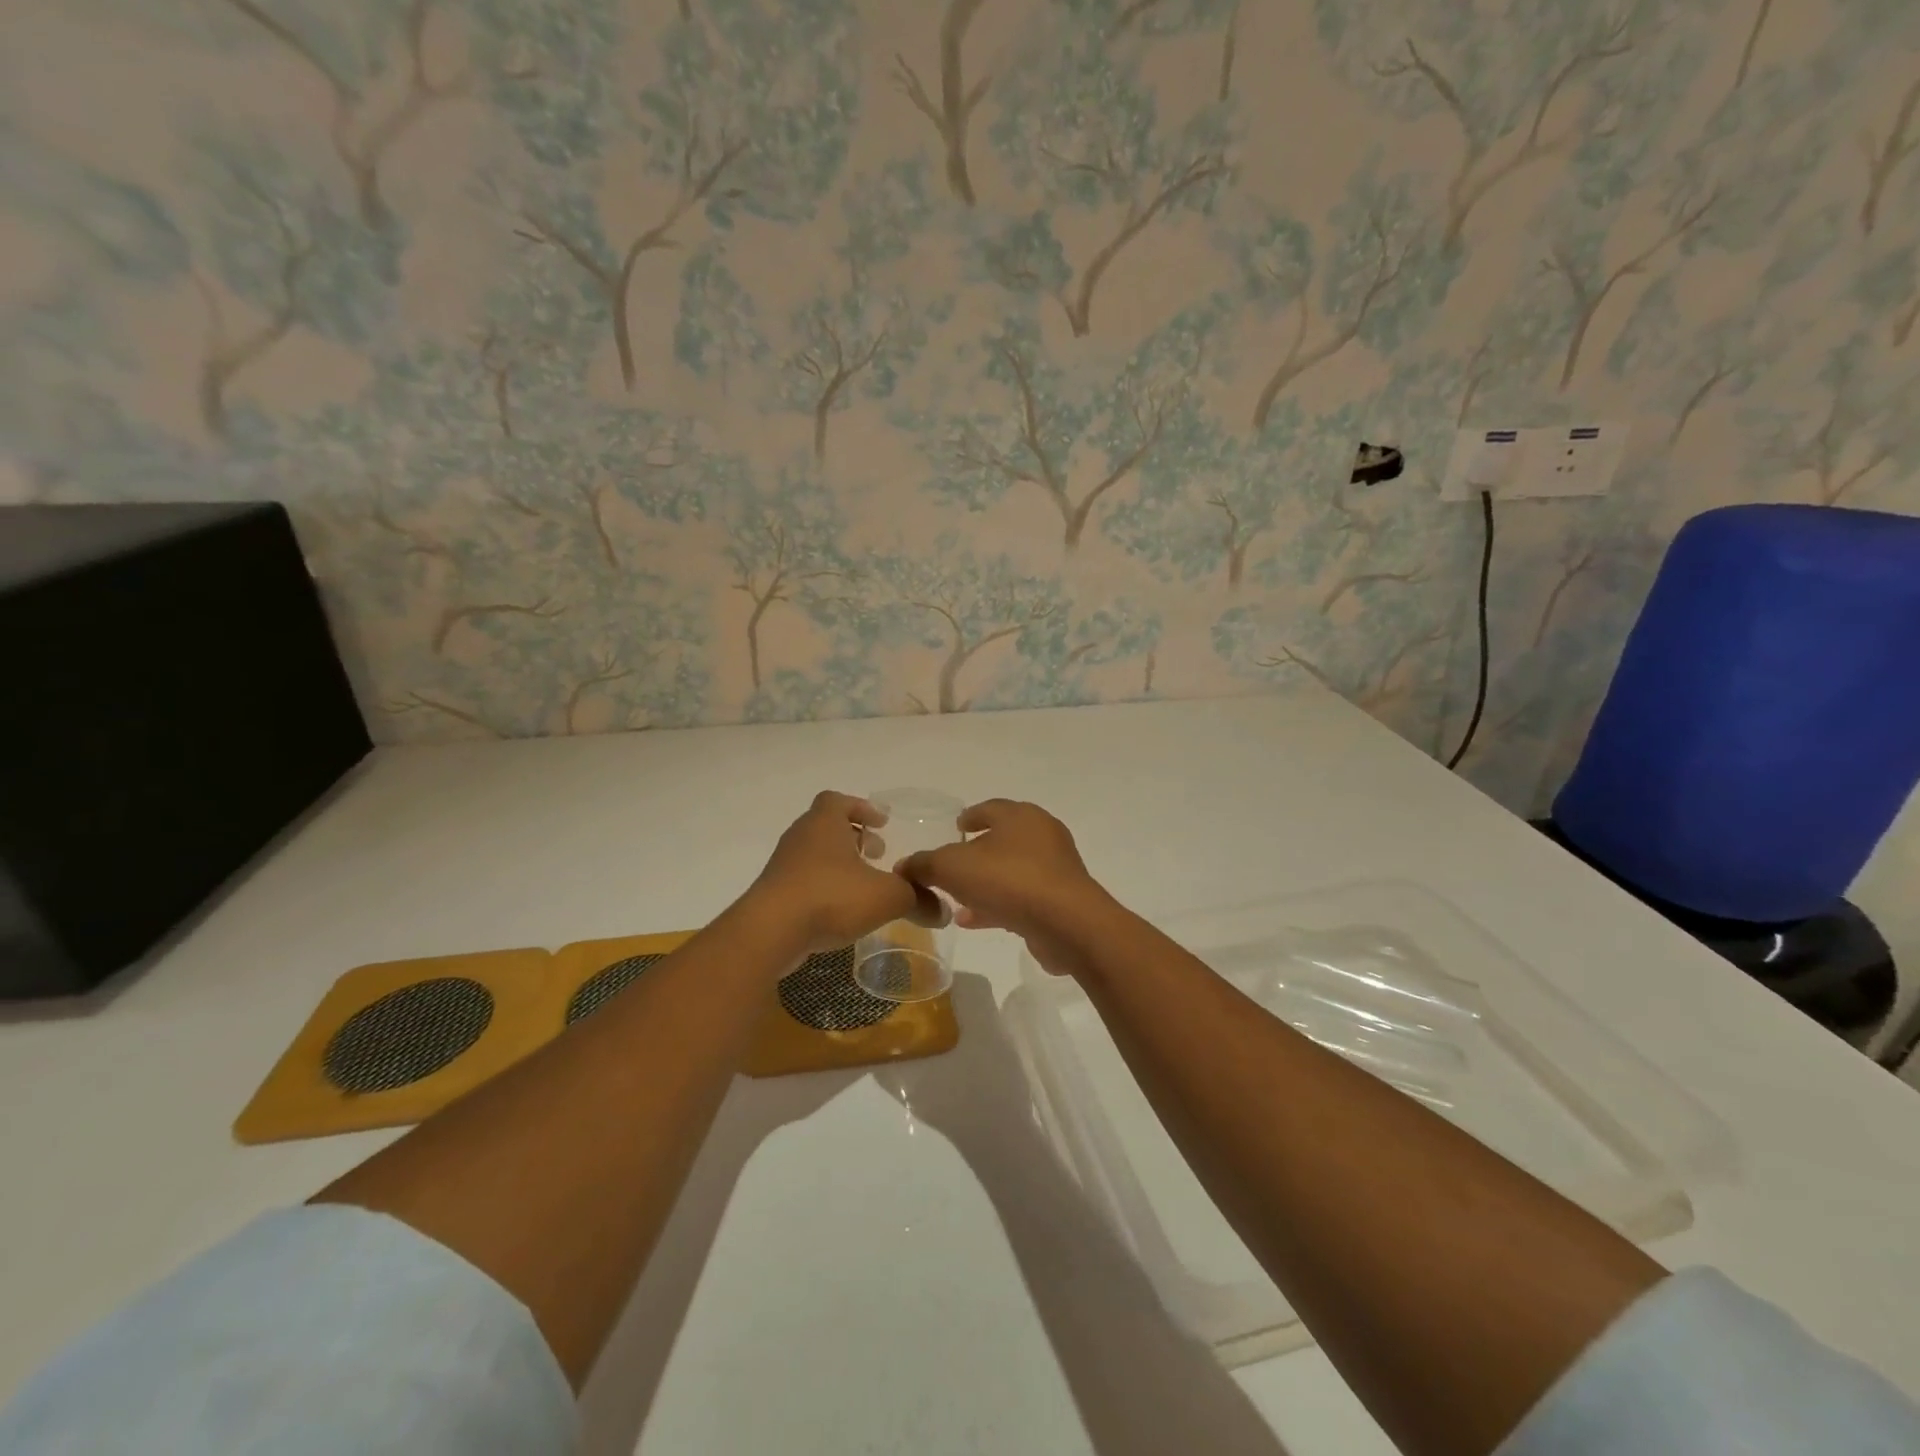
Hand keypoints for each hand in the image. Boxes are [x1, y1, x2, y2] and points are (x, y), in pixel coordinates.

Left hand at [747, 791, 930, 955]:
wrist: (770, 932)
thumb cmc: (831, 897)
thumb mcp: (887, 897)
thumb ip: (917, 899)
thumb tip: (942, 911)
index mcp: (824, 823)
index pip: (838, 800)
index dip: (861, 808)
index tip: (882, 823)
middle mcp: (801, 837)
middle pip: (827, 826)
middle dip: (854, 837)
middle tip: (877, 853)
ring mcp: (783, 866)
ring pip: (815, 854)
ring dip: (839, 863)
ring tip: (863, 884)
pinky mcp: (774, 894)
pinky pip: (804, 880)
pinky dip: (824, 887)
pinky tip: (841, 910)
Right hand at [896, 800, 1112, 975]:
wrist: (1067, 923)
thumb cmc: (1008, 880)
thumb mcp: (952, 868)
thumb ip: (924, 864)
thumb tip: (903, 866)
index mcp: (1020, 816)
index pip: (990, 808)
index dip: (970, 816)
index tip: (956, 826)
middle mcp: (1042, 835)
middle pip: (1002, 839)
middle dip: (976, 853)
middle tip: (953, 865)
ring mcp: (1055, 868)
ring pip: (1011, 871)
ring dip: (984, 883)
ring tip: (955, 899)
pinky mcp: (1061, 900)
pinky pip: (1022, 897)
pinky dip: (997, 904)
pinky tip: (971, 920)